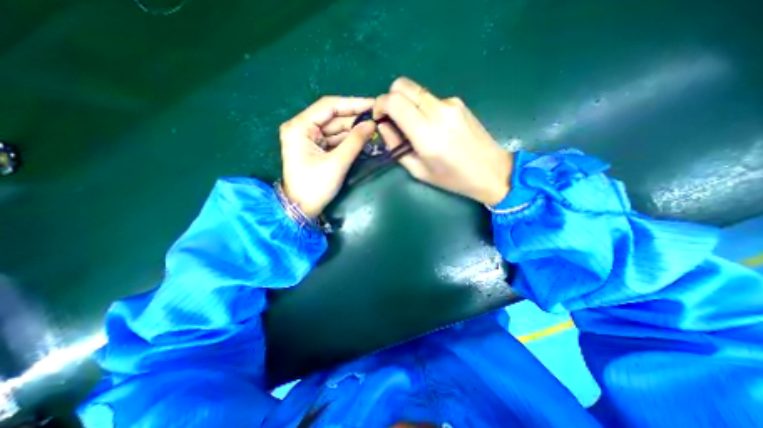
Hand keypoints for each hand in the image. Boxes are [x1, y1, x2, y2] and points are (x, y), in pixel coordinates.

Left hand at [279, 95, 373, 216]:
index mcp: (299, 127)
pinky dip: (348, 140)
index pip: (328, 106)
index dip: (353, 104)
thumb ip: (355, 141)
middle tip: (377, 119)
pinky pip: (334, 139)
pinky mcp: (315, 148)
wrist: (301, 209)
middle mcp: (302, 128)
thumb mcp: (337, 163)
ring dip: (353, 130)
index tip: (373, 104)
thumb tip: (372, 124)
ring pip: (335, 128)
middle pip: (332, 117)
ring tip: (374, 130)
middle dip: (354, 118)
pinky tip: (363, 139)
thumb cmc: (315, 187)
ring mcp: (308, 138)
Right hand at [372, 78, 511, 205]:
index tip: (379, 118)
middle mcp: (438, 112)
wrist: (491, 170)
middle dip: (390, 98)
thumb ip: (396, 147)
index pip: (394, 102)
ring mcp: (451, 103)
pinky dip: (421, 107)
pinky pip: (430, 98)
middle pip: (403, 85)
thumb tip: (384, 126)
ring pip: (416, 90)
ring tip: (413, 126)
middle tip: (392, 119)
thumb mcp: (419, 171)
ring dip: (406, 103)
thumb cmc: (453, 178)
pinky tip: (431, 125)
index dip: (380, 105)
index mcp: (427, 135)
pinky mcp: (458, 102)